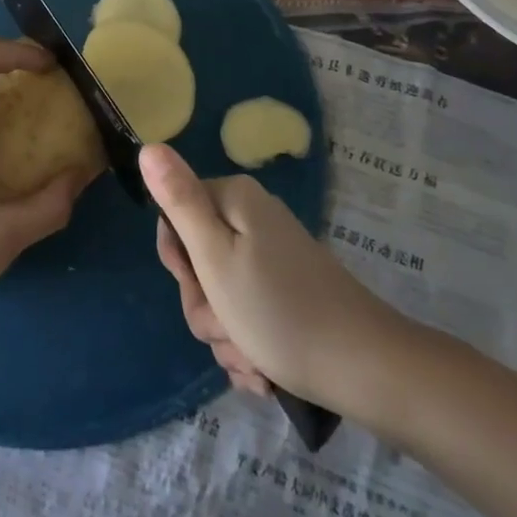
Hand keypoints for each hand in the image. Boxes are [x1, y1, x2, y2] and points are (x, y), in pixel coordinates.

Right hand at [145, 144, 422, 420]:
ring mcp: (273, 258)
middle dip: (205, 306)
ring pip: (220, 297)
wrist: (367, 369)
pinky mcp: (288, 293)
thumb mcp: (214, 256)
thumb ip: (178, 200)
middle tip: (228, 327)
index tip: (199, 286)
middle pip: (198, 261)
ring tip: (253, 358)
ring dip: (227, 336)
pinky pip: (247, 317)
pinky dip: (249, 346)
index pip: (174, 217)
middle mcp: (253, 220)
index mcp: (234, 200)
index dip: (178, 260)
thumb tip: (148, 146)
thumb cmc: (279, 311)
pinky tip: (265, 370)